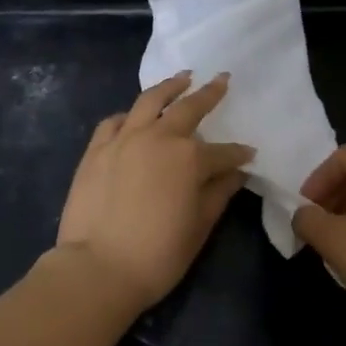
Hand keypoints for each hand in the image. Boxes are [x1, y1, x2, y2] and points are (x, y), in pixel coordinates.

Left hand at [55, 73, 254, 309]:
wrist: (98, 268)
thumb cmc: (158, 254)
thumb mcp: (199, 226)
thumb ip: (219, 193)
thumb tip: (236, 173)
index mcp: (189, 158)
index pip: (222, 152)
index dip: (238, 154)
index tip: (249, 154)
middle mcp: (158, 138)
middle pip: (188, 109)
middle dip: (209, 94)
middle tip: (222, 80)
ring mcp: (124, 139)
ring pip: (149, 101)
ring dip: (169, 87)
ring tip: (182, 77)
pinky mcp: (96, 149)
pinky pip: (114, 121)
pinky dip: (129, 115)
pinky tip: (134, 116)